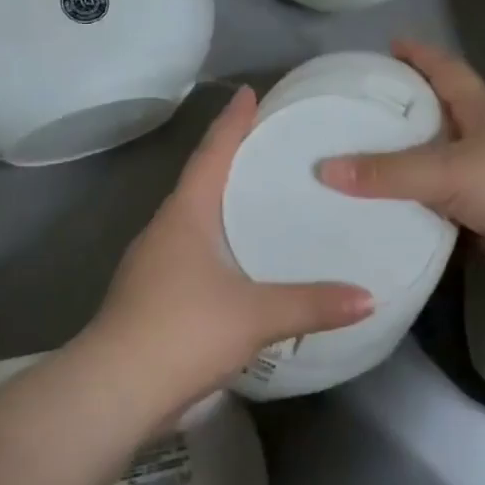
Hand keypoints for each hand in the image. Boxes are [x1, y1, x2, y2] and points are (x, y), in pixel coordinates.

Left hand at [83, 86, 373, 408]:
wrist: (115, 390)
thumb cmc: (183, 330)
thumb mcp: (256, 315)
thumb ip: (313, 304)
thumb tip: (369, 298)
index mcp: (184, 216)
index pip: (211, 154)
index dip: (231, 122)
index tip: (249, 93)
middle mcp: (165, 230)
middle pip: (200, 182)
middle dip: (230, 159)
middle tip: (270, 145)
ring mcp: (154, 265)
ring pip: (194, 220)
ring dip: (222, 204)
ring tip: (262, 199)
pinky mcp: (153, 296)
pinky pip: (192, 253)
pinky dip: (219, 243)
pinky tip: (241, 261)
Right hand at [316, 41, 484, 286]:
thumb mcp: (447, 169)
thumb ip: (388, 172)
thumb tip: (324, 169)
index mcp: (478, 110)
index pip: (445, 70)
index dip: (419, 54)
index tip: (389, 44)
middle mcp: (479, 138)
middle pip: (434, 116)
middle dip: (401, 111)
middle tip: (354, 111)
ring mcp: (481, 178)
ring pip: (431, 164)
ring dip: (401, 162)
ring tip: (354, 160)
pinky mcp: (479, 214)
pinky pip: (434, 205)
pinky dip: (409, 205)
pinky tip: (377, 210)